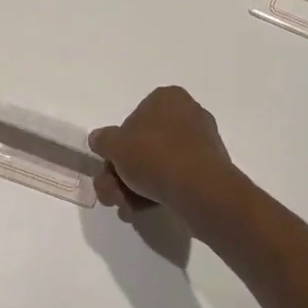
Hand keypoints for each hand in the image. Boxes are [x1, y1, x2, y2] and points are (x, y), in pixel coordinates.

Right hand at [89, 86, 241, 221]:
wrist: (199, 190)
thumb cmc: (155, 156)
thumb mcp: (115, 145)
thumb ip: (103, 140)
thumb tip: (99, 139)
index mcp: (168, 98)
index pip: (134, 117)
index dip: (118, 144)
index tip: (111, 164)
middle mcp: (188, 115)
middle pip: (143, 145)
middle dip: (122, 173)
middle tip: (111, 193)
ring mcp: (201, 144)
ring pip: (157, 165)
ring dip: (134, 187)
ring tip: (125, 207)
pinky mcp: (208, 171)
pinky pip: (175, 178)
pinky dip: (156, 192)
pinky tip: (141, 209)